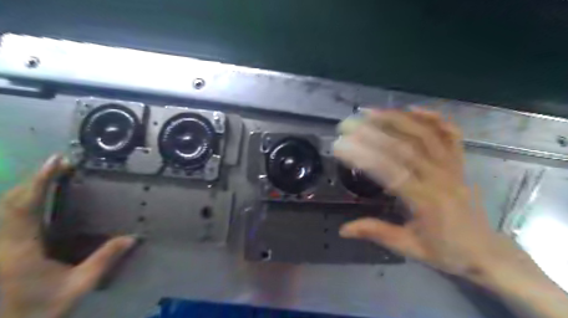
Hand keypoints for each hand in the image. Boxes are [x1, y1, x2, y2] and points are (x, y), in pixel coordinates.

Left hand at [0, 155, 135, 317]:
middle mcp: (4, 242)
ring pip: (5, 208)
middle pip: (11, 202)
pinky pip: (8, 217)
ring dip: (27, 188)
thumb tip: (132, 238)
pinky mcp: (4, 248)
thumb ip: (104, 260)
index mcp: (19, 249)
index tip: (58, 161)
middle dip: (35, 179)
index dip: (40, 181)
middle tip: (60, 164)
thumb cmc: (37, 310)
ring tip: (51, 175)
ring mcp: (1, 245)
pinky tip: (37, 198)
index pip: (26, 206)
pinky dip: (23, 202)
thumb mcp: (77, 287)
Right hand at [334, 108, 520, 279]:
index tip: (341, 146)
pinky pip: (450, 135)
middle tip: (349, 124)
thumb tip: (343, 229)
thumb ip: (376, 233)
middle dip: (373, 133)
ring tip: (371, 112)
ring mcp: (453, 167)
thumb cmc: (446, 251)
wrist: (486, 252)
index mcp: (426, 202)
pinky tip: (414, 109)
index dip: (363, 156)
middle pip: (405, 147)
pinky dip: (434, 119)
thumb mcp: (409, 247)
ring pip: (426, 135)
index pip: (389, 171)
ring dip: (397, 120)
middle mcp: (440, 179)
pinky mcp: (460, 163)